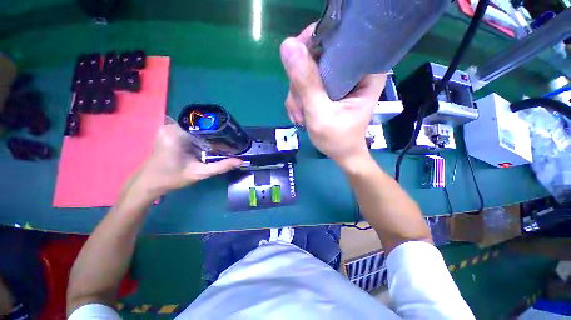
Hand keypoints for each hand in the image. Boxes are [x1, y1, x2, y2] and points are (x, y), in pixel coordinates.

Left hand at [129, 122, 241, 199]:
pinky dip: (202, 137)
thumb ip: (221, 166)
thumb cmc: (172, 178)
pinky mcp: (170, 132)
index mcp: (177, 133)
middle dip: (217, 133)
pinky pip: (191, 131)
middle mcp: (173, 126)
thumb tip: (240, 161)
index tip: (232, 137)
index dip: (221, 130)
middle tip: (230, 141)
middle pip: (202, 125)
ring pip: (197, 128)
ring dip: (210, 135)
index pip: (205, 124)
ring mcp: (170, 128)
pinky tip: (210, 145)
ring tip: (224, 142)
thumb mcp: (199, 173)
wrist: (148, 183)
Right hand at [280, 24, 386, 168]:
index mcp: (364, 70)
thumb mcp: (321, 113)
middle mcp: (352, 69)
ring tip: (302, 117)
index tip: (298, 66)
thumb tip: (288, 46)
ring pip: (306, 74)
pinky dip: (299, 102)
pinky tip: (301, 116)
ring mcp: (337, 79)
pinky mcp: (327, 89)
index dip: (312, 46)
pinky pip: (304, 86)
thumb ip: (307, 83)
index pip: (336, 38)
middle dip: (301, 85)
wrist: (341, 153)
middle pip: (315, 58)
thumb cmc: (338, 138)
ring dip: (297, 97)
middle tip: (302, 109)